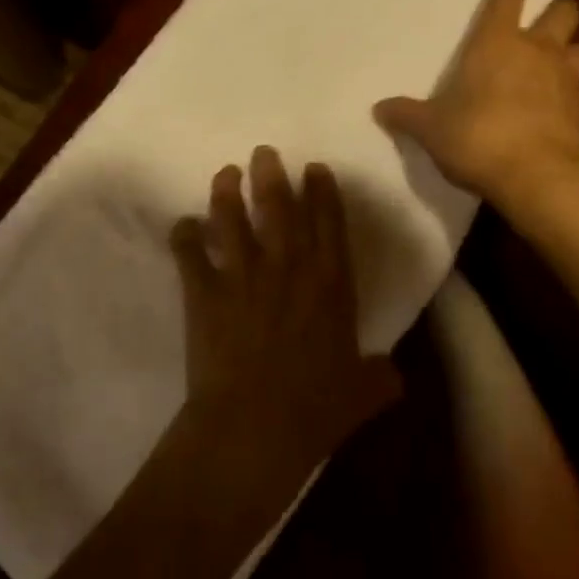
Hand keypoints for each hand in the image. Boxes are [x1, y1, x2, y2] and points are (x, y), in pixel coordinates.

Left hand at [170, 148, 400, 495]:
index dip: (322, 190)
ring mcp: (242, 274)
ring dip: (227, 192)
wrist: (255, 426)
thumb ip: (380, 377)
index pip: (329, 221)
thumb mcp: (362, 394)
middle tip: (263, 152)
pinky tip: (182, 225)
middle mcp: (287, 266)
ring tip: (225, 173)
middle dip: (272, 174)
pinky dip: (184, 236)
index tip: (314, 168)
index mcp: (330, 281)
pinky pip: (189, 254)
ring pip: (232, 218)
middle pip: (279, 206)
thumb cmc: (315, 409)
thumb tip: (395, 376)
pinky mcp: (204, 292)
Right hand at [373, 0, 578, 212]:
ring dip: (569, 51)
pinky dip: (569, 96)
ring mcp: (566, 80)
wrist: (538, 176)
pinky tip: (555, 111)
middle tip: (544, 21)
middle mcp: (537, 51)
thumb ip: (407, 115)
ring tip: (554, 64)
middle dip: (556, 10)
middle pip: (562, 12)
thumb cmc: (477, 137)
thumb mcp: (431, 129)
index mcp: (496, 43)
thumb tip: (379, 109)